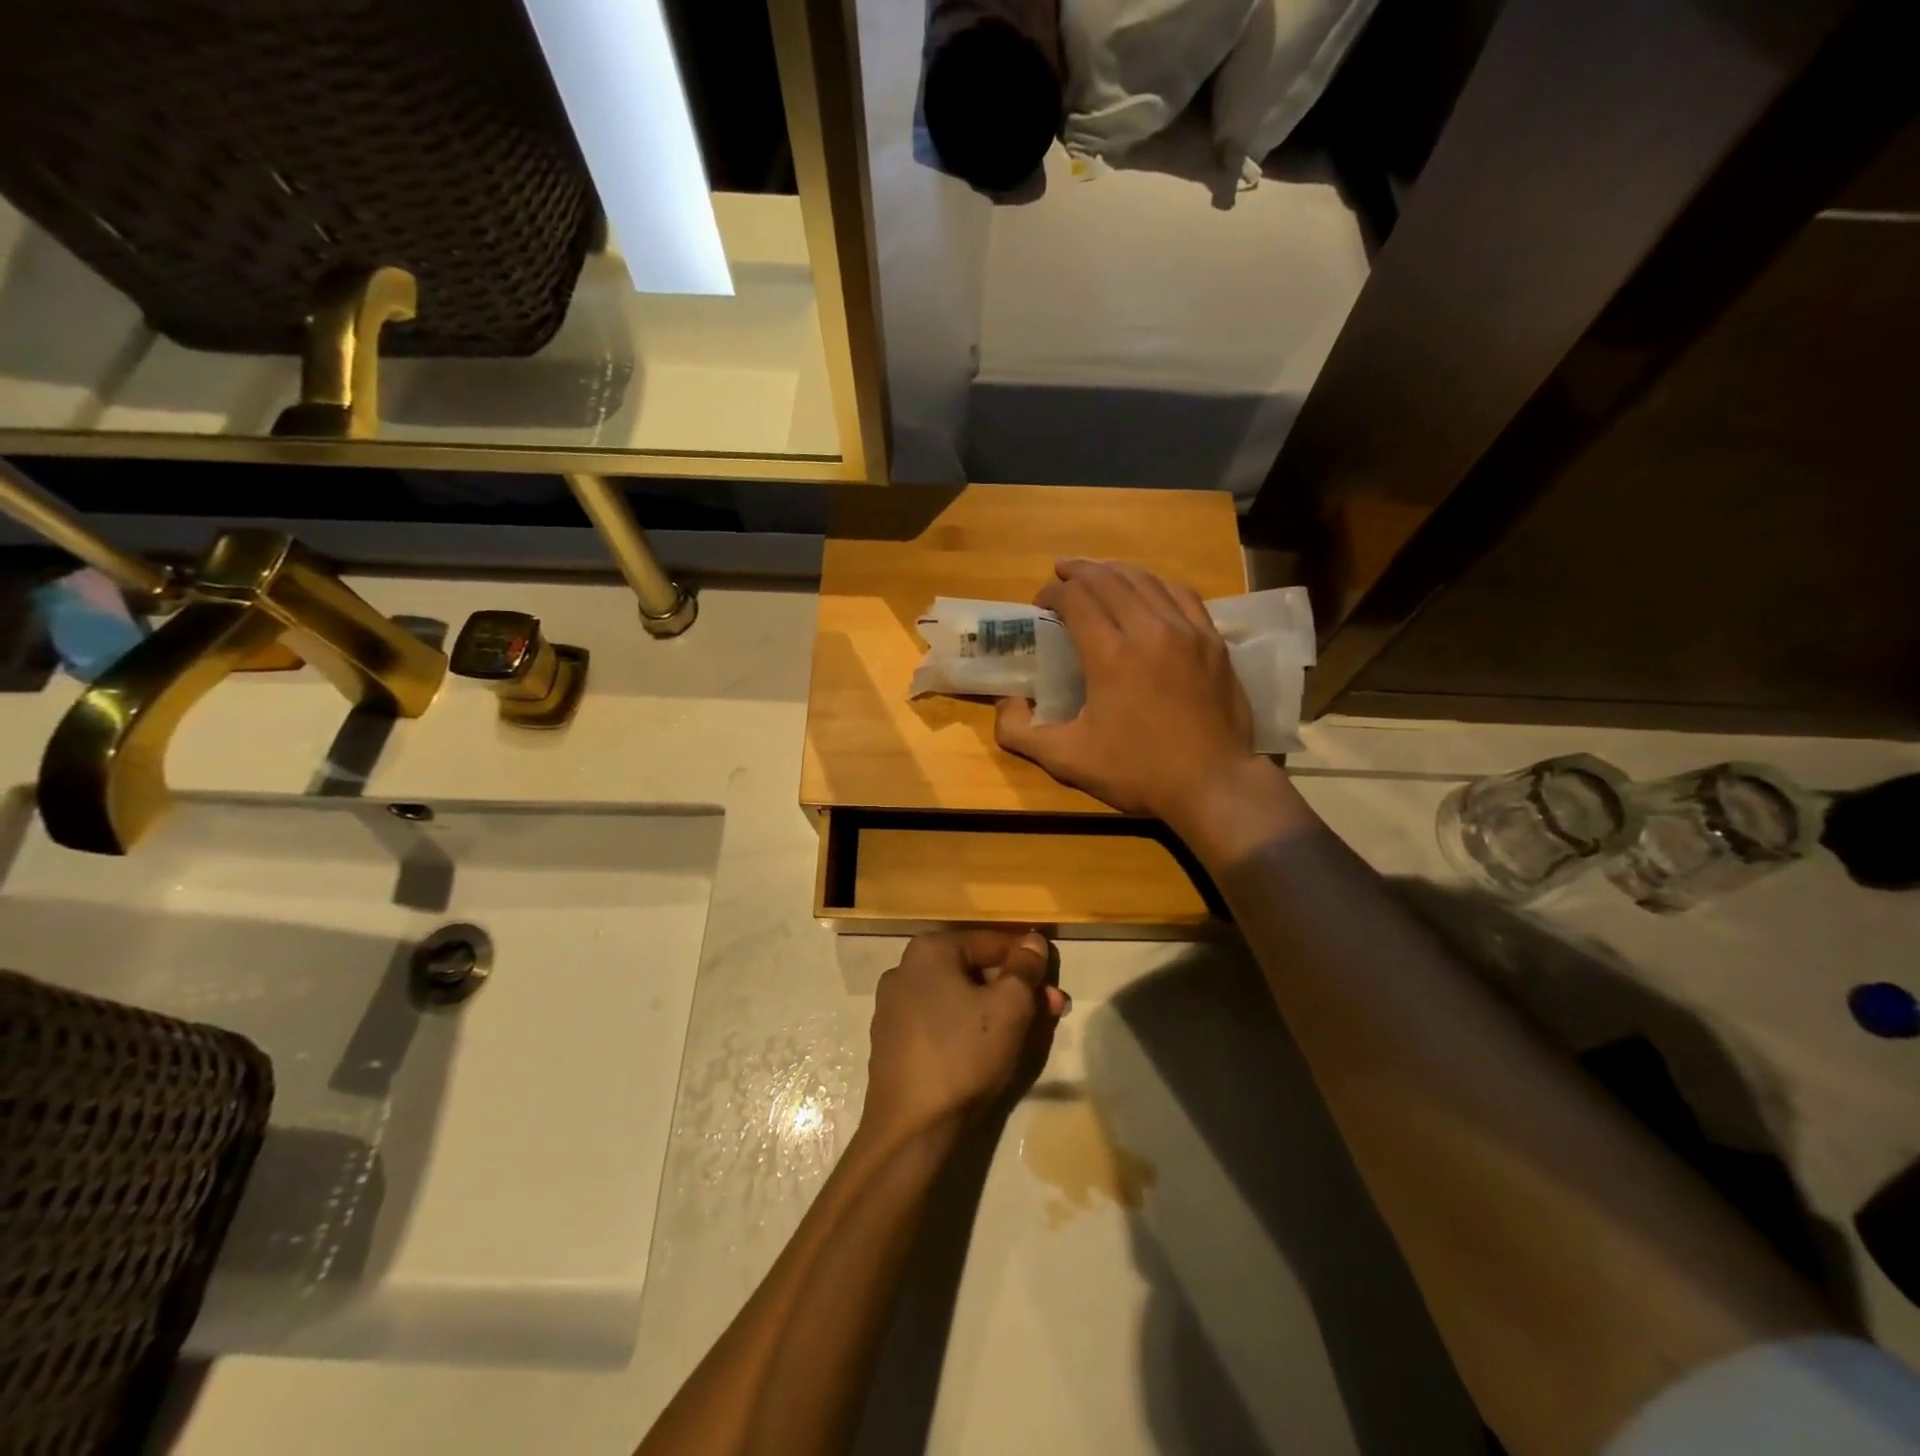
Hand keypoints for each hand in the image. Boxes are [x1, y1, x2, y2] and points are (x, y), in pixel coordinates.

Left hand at [861, 930, 1067, 1146]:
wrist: (911, 1128)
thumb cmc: (964, 1054)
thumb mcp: (1010, 1006)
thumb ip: (1025, 968)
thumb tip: (1033, 940)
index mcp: (929, 950)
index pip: (991, 941)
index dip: (1028, 959)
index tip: (1054, 983)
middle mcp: (904, 969)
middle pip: (974, 969)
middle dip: (1015, 988)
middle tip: (1051, 1010)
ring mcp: (893, 1006)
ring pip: (959, 997)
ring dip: (997, 1008)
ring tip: (1029, 1032)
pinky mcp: (892, 1042)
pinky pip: (940, 1021)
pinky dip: (969, 1027)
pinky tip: (990, 1049)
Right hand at [994, 560, 1261, 831]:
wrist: (1213, 784)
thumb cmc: (1137, 772)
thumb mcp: (1067, 760)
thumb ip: (1021, 733)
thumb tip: (1005, 703)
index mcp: (1111, 655)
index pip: (1076, 599)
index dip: (1053, 593)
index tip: (1040, 603)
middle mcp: (1149, 630)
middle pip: (1109, 580)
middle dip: (1080, 571)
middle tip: (1061, 573)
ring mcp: (1187, 632)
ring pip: (1147, 581)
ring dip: (1116, 572)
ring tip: (1098, 573)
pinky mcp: (1213, 641)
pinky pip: (1182, 595)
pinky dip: (1157, 585)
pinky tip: (1148, 590)